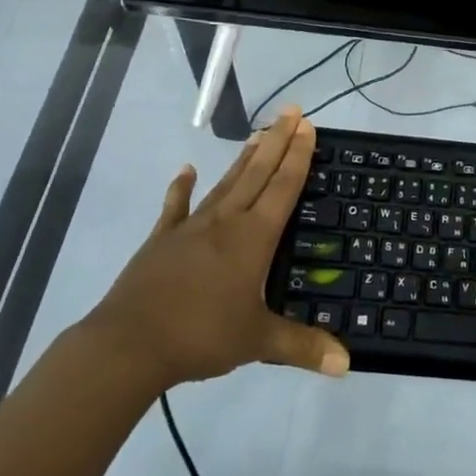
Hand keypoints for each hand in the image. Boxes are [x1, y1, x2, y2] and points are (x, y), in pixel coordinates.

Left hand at [79, 110, 348, 391]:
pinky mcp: (161, 241)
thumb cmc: (200, 336)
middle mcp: (225, 222)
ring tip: (259, 132)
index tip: (307, 126)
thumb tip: (346, 364)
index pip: (283, 187)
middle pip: (257, 173)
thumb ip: (302, 347)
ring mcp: (190, 228)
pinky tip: (187, 170)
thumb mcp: (257, 342)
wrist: (129, 345)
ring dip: (244, 158)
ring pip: (225, 184)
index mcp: (253, 238)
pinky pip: (176, 208)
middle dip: (277, 141)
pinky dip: (182, 188)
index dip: (297, 156)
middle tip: (291, 111)